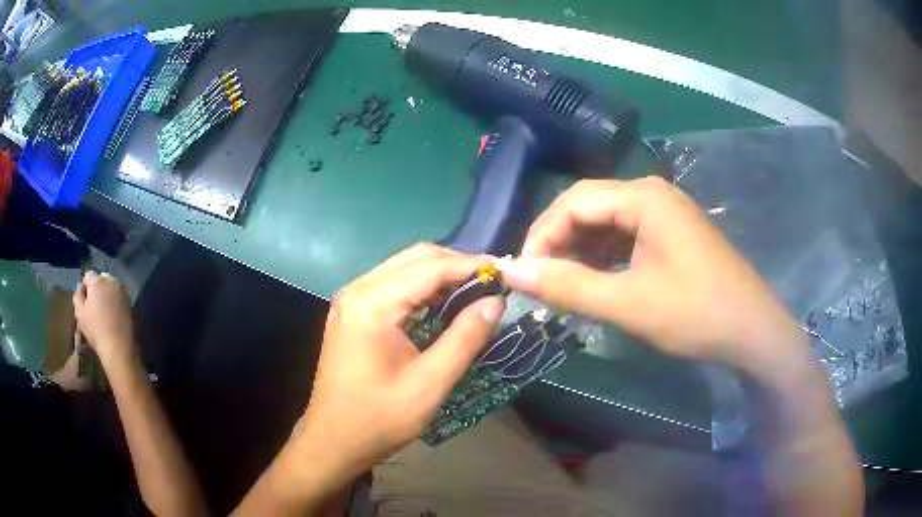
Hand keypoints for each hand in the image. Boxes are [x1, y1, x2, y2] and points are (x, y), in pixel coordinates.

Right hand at [73, 271, 135, 361]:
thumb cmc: (95, 329)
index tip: (84, 301)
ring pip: (111, 286)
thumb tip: (80, 287)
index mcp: (97, 281)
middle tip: (94, 305)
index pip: (88, 276)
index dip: (85, 287)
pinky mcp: (129, 302)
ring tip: (103, 310)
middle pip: (101, 279)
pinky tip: (112, 314)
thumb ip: (78, 296)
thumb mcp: (80, 313)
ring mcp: (122, 290)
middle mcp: (111, 281)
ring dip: (106, 293)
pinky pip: (118, 296)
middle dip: (96, 288)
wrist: (118, 346)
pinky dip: (114, 301)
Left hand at [294, 244, 503, 483]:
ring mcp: (352, 299)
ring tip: (475, 289)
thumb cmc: (379, 417)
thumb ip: (464, 338)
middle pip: (415, 257)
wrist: (333, 440)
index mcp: (372, 303)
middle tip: (492, 281)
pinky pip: (393, 284)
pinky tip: (443, 303)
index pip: (430, 267)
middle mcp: (358, 289)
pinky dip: (422, 287)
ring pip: (404, 267)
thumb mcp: (429, 384)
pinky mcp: (353, 311)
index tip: (506, 271)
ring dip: (440, 273)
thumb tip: (495, 301)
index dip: (471, 265)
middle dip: (456, 264)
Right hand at [498, 178, 805, 372]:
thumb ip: (568, 286)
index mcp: (643, 197)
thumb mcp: (627, 303)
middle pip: (588, 206)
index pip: (573, 201)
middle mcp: (651, 193)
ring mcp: (663, 211)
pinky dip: (602, 255)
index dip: (541, 235)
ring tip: (560, 283)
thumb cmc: (694, 313)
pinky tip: (592, 279)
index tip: (523, 273)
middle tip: (539, 279)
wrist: (751, 329)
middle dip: (557, 241)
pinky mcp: (669, 232)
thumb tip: (512, 272)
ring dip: (578, 249)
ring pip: (605, 221)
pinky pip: (624, 234)